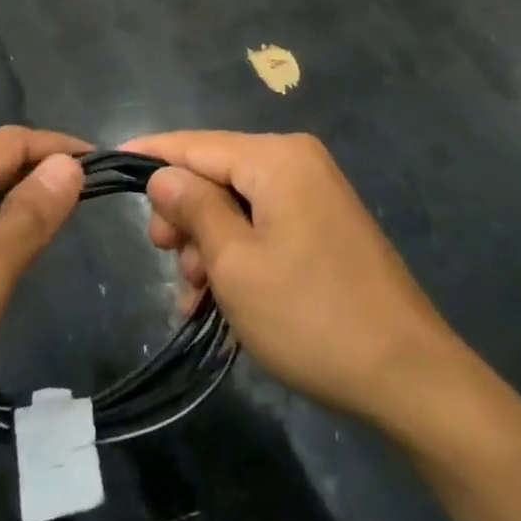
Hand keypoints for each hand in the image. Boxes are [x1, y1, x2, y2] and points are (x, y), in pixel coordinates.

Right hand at [123, 131, 461, 431]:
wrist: (409, 376)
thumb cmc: (311, 315)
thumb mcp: (236, 264)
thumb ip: (194, 209)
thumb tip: (163, 175)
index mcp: (276, 158)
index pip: (197, 144)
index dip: (152, 155)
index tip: (111, 162)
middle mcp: (297, 162)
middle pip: (216, 174)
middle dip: (185, 216)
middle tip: (168, 261)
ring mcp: (315, 194)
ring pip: (237, 205)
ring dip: (208, 245)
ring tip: (195, 298)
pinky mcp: (324, 226)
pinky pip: (263, 225)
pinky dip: (237, 254)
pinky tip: (219, 300)